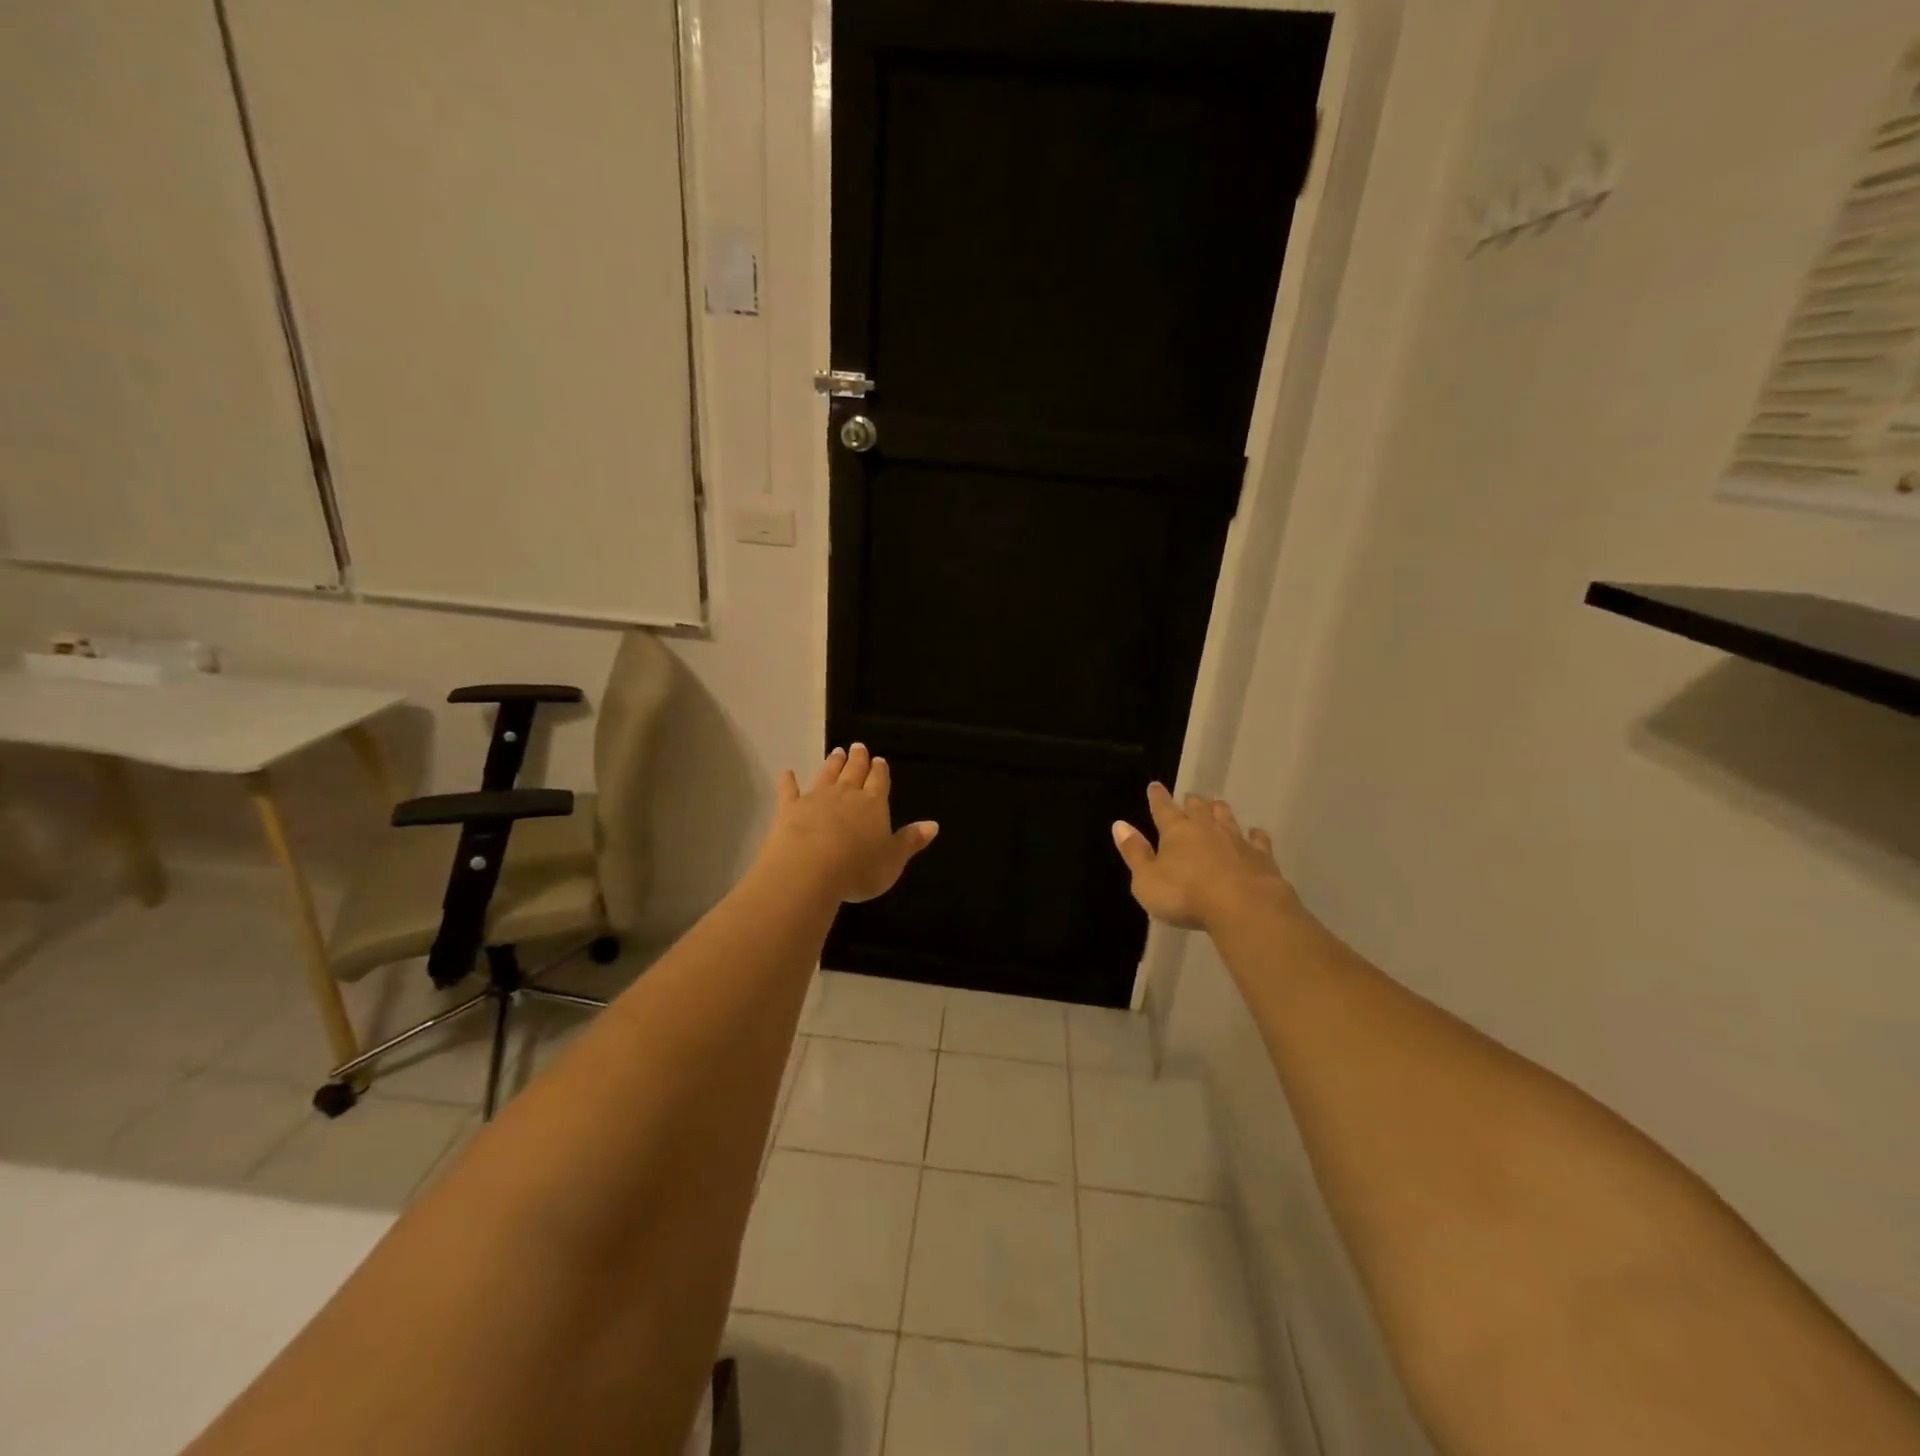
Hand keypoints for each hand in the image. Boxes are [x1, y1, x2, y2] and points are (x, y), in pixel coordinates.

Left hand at [762, 745, 939, 903]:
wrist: (808, 869)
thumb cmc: (858, 868)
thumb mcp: (893, 860)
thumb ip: (911, 840)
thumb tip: (933, 824)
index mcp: (874, 804)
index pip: (879, 781)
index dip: (880, 771)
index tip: (879, 760)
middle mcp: (846, 794)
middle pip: (854, 772)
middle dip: (858, 760)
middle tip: (858, 746)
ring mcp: (816, 799)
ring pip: (827, 775)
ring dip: (832, 763)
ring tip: (836, 752)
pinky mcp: (790, 809)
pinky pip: (790, 791)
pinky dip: (788, 781)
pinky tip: (786, 772)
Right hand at [1111, 783, 1299, 932]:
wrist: (1244, 907)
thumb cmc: (1185, 895)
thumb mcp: (1146, 880)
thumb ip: (1134, 853)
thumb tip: (1120, 825)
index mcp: (1175, 831)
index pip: (1163, 808)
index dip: (1157, 797)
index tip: (1155, 786)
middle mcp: (1206, 828)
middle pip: (1198, 807)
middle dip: (1191, 801)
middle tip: (1190, 798)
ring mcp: (1236, 840)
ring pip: (1226, 817)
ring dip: (1219, 811)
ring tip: (1217, 806)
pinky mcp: (1262, 856)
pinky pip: (1258, 839)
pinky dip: (1254, 835)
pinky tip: (1255, 834)